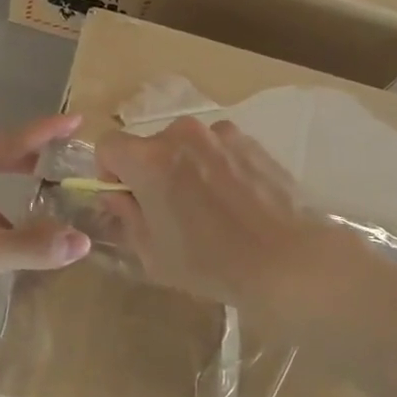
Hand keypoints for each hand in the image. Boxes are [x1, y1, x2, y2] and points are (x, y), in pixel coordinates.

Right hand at [95, 117, 352, 314]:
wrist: (289, 259)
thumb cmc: (212, 263)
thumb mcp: (153, 253)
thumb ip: (125, 216)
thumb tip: (117, 196)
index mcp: (149, 159)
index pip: (107, 145)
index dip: (109, 172)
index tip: (127, 199)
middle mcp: (181, 134)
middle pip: (148, 145)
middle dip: (149, 171)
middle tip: (168, 209)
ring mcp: (219, 133)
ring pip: (185, 146)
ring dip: (184, 167)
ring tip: (208, 206)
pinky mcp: (250, 141)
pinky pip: (216, 148)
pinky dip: (215, 166)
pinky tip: (236, 201)